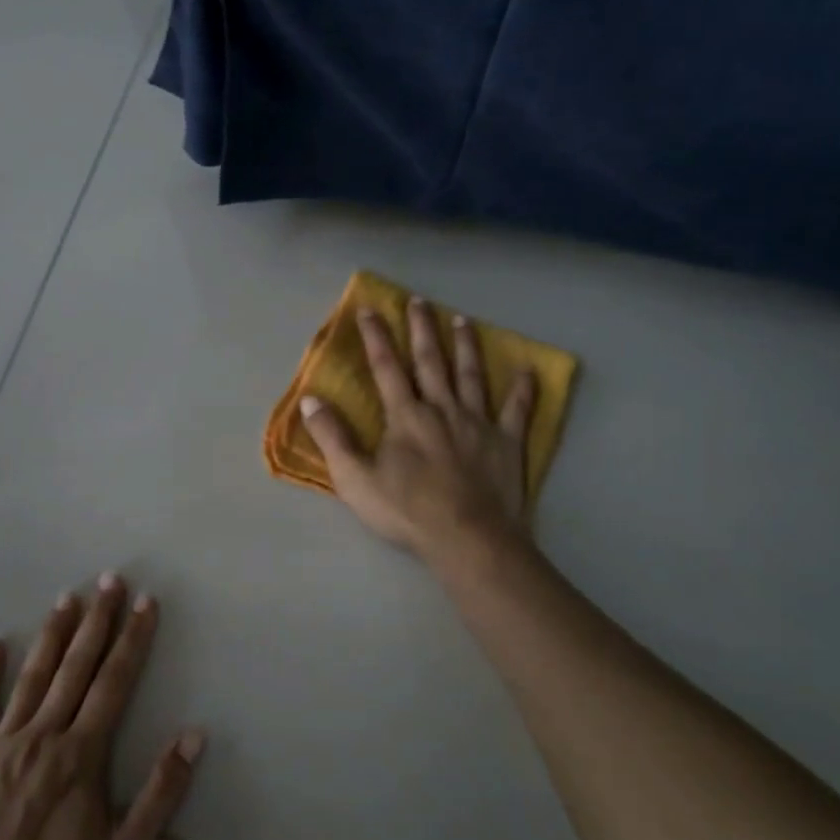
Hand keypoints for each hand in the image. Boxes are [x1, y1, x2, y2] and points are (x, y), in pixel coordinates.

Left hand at [0, 575, 205, 839]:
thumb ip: (161, 791)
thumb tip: (194, 735)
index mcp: (83, 754)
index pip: (115, 682)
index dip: (133, 639)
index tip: (145, 602)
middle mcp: (43, 736)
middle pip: (76, 667)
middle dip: (97, 620)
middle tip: (109, 579)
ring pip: (31, 678)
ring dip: (52, 635)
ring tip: (67, 598)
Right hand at [300, 297, 536, 560]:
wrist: (467, 538)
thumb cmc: (406, 511)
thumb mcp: (354, 479)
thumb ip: (332, 437)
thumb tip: (310, 399)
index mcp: (406, 416)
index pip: (386, 368)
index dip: (376, 337)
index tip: (370, 309)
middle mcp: (442, 408)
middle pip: (431, 362)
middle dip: (423, 330)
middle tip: (420, 301)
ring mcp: (478, 423)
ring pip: (472, 375)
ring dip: (466, 347)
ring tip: (463, 320)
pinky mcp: (507, 442)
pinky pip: (517, 410)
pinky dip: (523, 389)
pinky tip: (529, 370)